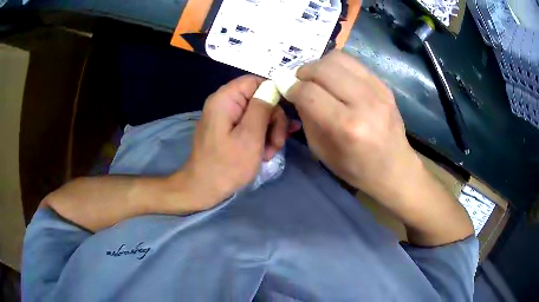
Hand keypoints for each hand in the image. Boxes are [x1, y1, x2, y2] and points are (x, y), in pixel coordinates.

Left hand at [173, 75, 292, 210]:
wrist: (203, 190)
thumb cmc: (227, 165)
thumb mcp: (250, 136)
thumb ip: (262, 107)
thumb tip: (273, 86)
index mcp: (225, 99)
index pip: (255, 81)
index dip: (274, 93)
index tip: (286, 113)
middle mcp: (224, 103)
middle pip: (259, 98)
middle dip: (273, 120)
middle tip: (277, 143)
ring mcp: (226, 118)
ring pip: (257, 114)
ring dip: (269, 132)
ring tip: (270, 153)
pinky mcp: (228, 130)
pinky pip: (250, 125)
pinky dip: (261, 136)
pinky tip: (268, 151)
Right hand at [285, 51, 472, 244]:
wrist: (395, 169)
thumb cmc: (357, 169)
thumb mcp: (322, 151)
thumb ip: (307, 118)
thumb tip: (296, 90)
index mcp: (346, 127)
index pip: (309, 92)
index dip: (292, 88)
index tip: (287, 90)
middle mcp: (364, 103)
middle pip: (323, 68)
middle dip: (303, 72)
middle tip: (299, 81)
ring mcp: (378, 91)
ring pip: (339, 58)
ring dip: (320, 65)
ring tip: (317, 78)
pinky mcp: (385, 86)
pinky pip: (354, 63)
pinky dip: (338, 67)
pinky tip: (336, 79)